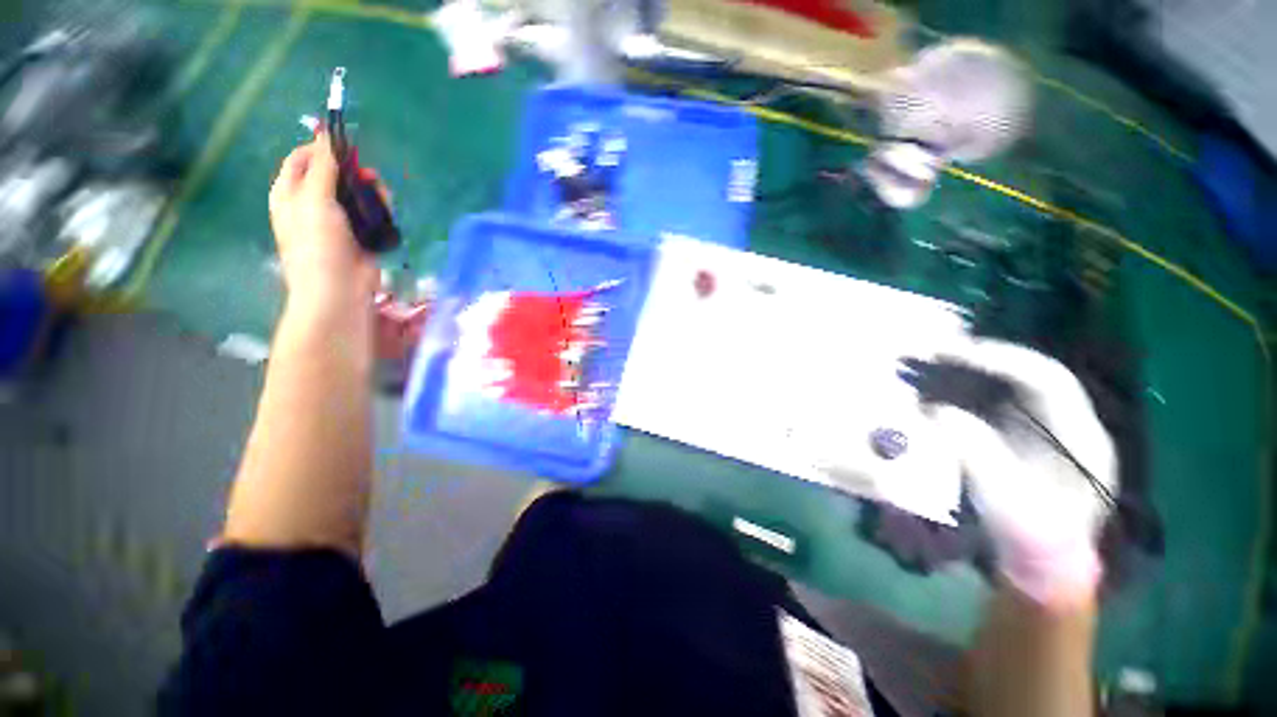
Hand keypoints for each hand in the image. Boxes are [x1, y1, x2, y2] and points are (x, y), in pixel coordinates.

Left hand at [269, 134, 377, 308]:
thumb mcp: (315, 198)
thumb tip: (327, 136)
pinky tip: (387, 211)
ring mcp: (337, 220)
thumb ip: (323, 167)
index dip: (321, 148)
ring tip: (383, 196)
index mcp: (290, 192)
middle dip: (353, 171)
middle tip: (369, 174)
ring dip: (370, 190)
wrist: (338, 287)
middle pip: (333, 175)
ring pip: (355, 193)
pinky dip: (380, 209)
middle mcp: (311, 203)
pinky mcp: (360, 234)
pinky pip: (370, 213)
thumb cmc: (318, 242)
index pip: (302, 159)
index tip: (346, 146)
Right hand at [932, 339, 1116, 606]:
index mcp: (1083, 440)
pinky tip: (948, 385)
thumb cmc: (1029, 535)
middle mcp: (1072, 425)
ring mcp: (1052, 430)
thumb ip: (977, 453)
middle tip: (939, 351)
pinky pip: (1003, 400)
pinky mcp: (1030, 436)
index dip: (1004, 360)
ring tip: (938, 361)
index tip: (956, 352)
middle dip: (987, 359)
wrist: (1040, 561)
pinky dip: (974, 388)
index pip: (1049, 381)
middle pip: (1033, 375)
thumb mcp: (1005, 499)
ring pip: (1017, 384)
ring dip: (978, 370)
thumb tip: (938, 411)